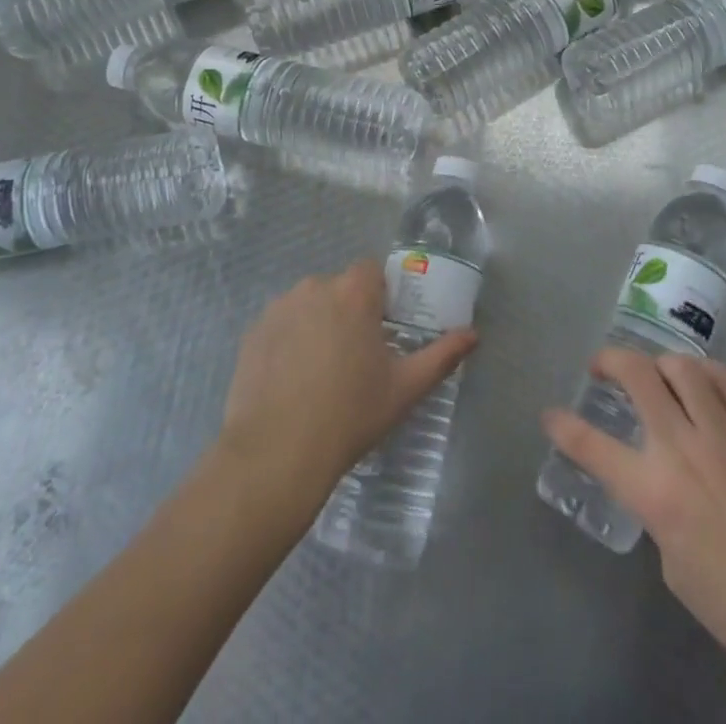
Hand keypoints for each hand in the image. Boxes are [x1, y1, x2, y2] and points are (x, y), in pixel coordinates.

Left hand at [220, 259, 477, 496]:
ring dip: (318, 324)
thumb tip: (473, 335)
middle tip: (356, 357)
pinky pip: (281, 325)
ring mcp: (278, 308)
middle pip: (340, 288)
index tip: (383, 329)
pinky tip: (292, 381)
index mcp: (353, 292)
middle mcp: (314, 287)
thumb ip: (442, 355)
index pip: (372, 271)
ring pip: (309, 305)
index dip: (381, 295)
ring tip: (321, 372)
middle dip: (349, 311)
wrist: (275, 454)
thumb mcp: (404, 388)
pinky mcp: (252, 333)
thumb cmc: (350, 414)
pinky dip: (289, 341)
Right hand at [543, 349, 725, 692]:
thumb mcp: (672, 560)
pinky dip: (705, 373)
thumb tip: (656, 474)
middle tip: (603, 368)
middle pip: (638, 376)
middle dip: (610, 360)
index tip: (551, 415)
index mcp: (657, 493)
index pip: (594, 447)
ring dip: (660, 363)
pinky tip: (701, 384)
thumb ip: (656, 505)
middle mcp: (685, 451)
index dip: (564, 427)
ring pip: (683, 366)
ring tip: (657, 375)